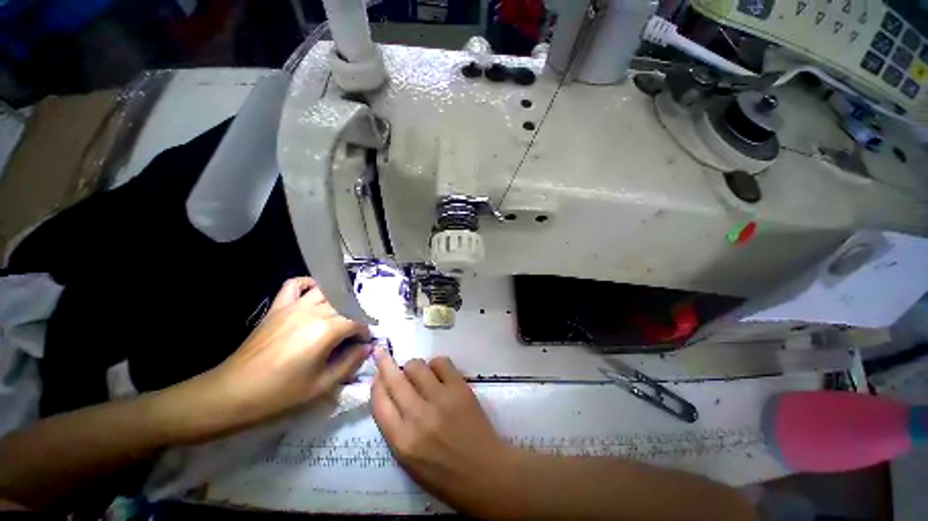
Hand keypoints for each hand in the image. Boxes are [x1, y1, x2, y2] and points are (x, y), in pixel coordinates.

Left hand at [187, 278, 371, 436]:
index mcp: (326, 329)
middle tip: (354, 333)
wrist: (233, 392)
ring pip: (327, 291)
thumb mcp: (322, 385)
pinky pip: (296, 284)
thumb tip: (367, 348)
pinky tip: (314, 294)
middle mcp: (313, 311)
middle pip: (346, 305)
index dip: (365, 332)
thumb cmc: (280, 393)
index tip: (365, 343)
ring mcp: (293, 305)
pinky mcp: (277, 306)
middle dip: (356, 317)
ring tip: (340, 314)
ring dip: (339, 299)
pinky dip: (309, 284)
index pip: (357, 322)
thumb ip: (350, 362)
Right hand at [370, 350, 518, 516]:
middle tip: (381, 352)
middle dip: (384, 363)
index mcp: (402, 442)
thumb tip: (390, 397)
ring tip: (418, 374)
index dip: (375, 385)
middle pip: (395, 380)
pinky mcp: (460, 388)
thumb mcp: (409, 462)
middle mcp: (418, 417)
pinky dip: (435, 364)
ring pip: (416, 366)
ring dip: (412, 367)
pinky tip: (438, 373)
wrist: (486, 474)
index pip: (379, 404)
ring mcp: (441, 399)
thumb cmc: (445, 476)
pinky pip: (441, 362)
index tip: (376, 375)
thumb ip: (396, 429)